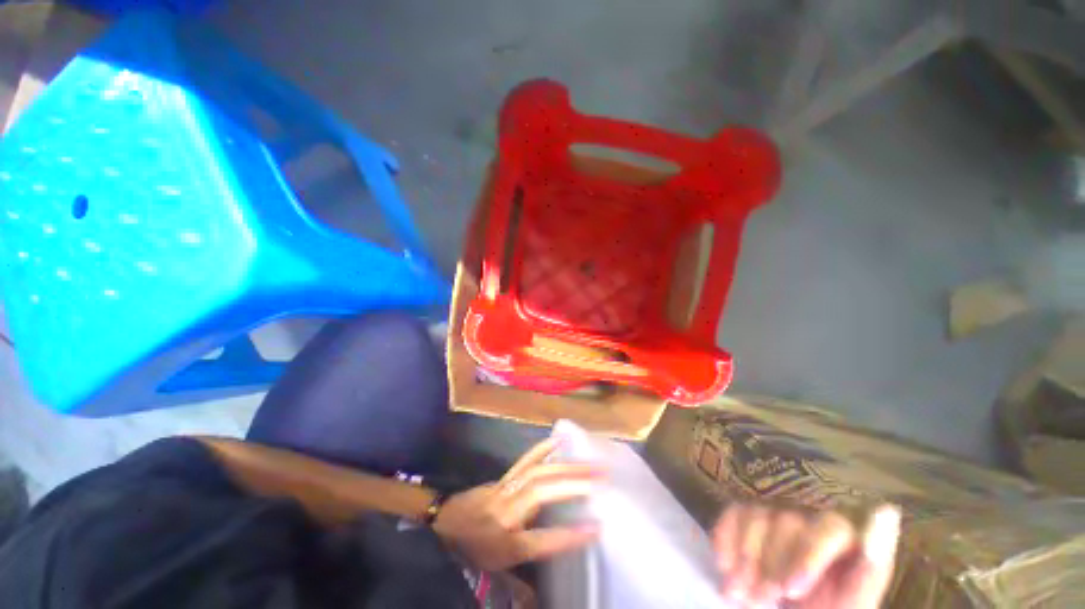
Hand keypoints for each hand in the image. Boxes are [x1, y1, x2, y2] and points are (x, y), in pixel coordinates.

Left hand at [433, 437, 602, 570]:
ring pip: (537, 473)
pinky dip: (542, 450)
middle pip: (541, 493)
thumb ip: (519, 585)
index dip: (569, 536)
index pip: (542, 541)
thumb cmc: (472, 551)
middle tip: (601, 477)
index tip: (597, 528)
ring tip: (589, 462)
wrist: (443, 524)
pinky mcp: (504, 477)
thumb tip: (540, 599)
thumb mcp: (495, 573)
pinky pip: (525, 461)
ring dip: (566, 465)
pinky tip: (558, 441)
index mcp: (506, 544)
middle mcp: (507, 514)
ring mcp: (505, 490)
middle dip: (573, 484)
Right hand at [713, 503, 900, 607]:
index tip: (791, 591)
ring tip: (738, 593)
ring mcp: (776, 514)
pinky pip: (732, 514)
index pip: (829, 528)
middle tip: (760, 599)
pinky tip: (726, 569)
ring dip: (745, 558)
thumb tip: (887, 510)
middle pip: (787, 524)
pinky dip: (726, 541)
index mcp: (846, 539)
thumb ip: (870, 569)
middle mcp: (810, 519)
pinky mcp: (748, 515)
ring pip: (756, 516)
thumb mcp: (851, 605)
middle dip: (771, 565)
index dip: (808, 558)